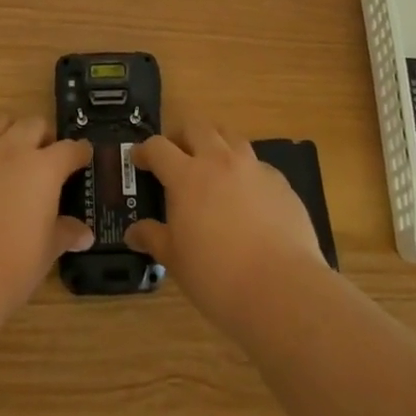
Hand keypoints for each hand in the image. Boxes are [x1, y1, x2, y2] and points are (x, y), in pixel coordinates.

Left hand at [0, 113, 93, 334]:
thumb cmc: (9, 269)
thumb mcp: (46, 253)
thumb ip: (65, 234)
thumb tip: (84, 234)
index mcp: (44, 168)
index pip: (71, 149)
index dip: (80, 153)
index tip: (84, 158)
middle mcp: (12, 150)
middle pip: (34, 124)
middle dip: (44, 137)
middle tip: (46, 159)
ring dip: (10, 132)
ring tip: (11, 154)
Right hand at [126, 121, 328, 336]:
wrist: (281, 289)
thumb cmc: (217, 276)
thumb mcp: (176, 261)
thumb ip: (154, 238)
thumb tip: (133, 232)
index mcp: (187, 176)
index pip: (158, 147)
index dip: (144, 150)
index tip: (139, 159)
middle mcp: (219, 161)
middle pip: (196, 126)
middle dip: (181, 134)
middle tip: (176, 154)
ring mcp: (253, 168)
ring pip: (230, 136)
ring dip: (216, 142)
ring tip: (212, 165)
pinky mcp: (280, 182)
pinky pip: (257, 164)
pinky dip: (245, 171)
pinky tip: (247, 197)